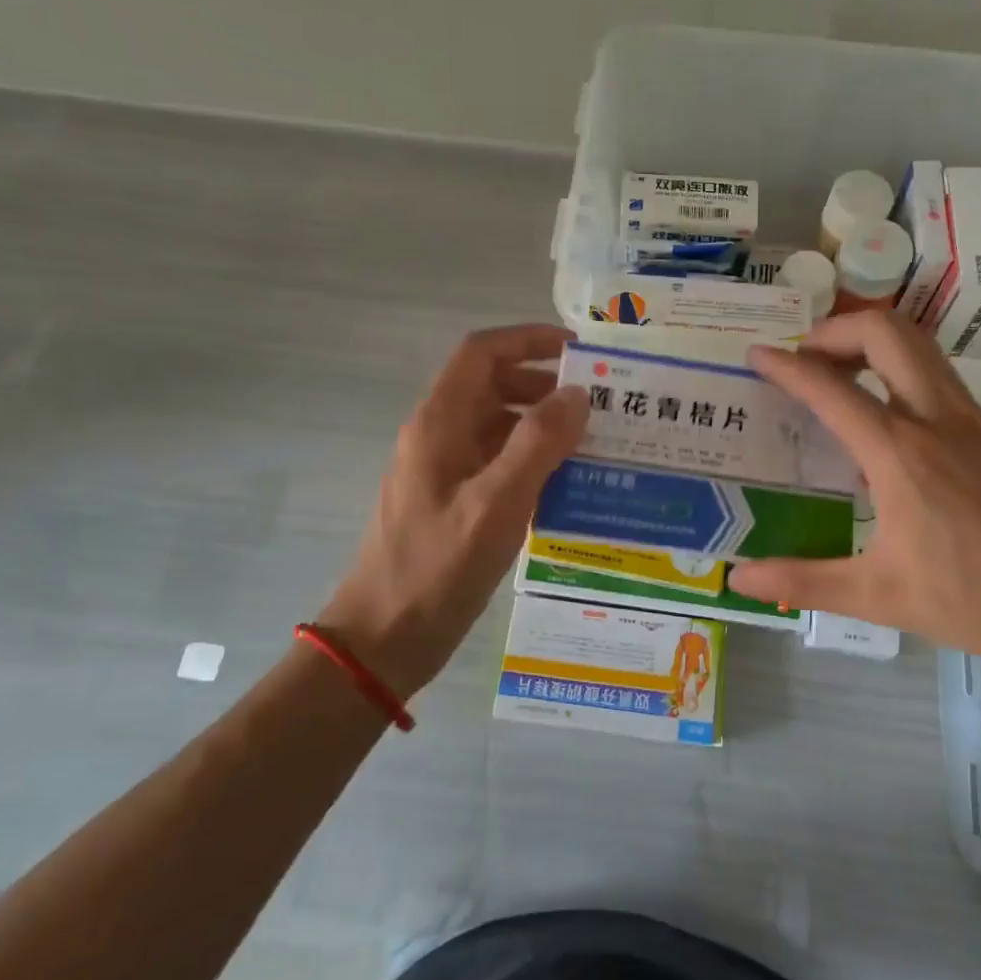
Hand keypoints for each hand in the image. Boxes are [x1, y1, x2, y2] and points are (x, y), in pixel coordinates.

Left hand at [315, 324, 586, 698]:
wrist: (382, 640)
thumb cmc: (436, 568)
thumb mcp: (496, 504)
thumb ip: (538, 444)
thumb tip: (577, 394)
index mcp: (439, 423)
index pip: (482, 352)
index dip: (528, 339)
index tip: (579, 351)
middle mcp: (438, 436)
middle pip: (491, 385)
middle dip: (543, 384)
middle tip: (598, 403)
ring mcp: (442, 470)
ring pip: (496, 425)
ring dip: (540, 424)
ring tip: (592, 441)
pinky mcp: (451, 501)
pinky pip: (495, 462)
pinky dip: (530, 460)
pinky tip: (565, 483)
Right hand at [728, 313, 980, 687]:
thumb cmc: (980, 603)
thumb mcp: (880, 597)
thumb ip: (802, 581)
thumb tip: (739, 578)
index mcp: (901, 453)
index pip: (830, 387)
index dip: (786, 365)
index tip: (756, 354)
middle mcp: (937, 419)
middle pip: (886, 332)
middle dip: (836, 330)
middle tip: (805, 358)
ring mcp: (973, 421)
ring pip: (919, 346)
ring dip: (872, 343)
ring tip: (837, 376)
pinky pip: (937, 376)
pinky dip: (898, 370)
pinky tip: (885, 421)